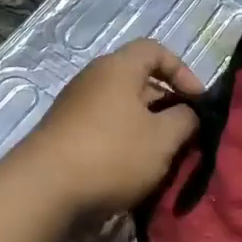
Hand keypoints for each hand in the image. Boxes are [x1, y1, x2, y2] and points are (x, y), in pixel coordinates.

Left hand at [15, 39, 202, 219]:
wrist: (44, 191)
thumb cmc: (112, 154)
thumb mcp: (164, 138)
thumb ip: (185, 120)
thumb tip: (188, 113)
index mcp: (117, 68)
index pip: (155, 50)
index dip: (182, 71)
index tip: (197, 102)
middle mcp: (93, 80)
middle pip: (138, 82)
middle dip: (166, 107)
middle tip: (184, 136)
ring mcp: (74, 109)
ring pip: (122, 111)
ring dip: (146, 131)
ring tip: (162, 159)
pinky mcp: (64, 137)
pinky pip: (104, 132)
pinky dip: (123, 145)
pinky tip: (133, 173)